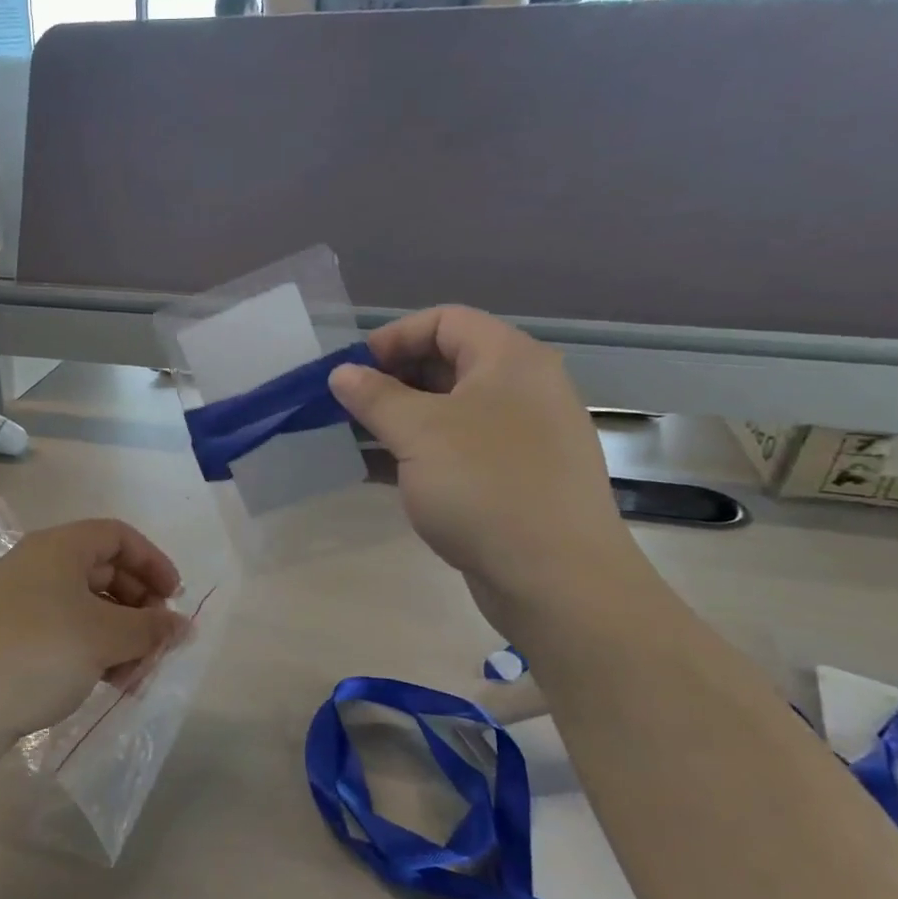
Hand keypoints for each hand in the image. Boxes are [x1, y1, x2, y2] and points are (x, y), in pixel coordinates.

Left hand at [0, 520, 193, 762]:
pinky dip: (92, 650)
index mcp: (57, 547)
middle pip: (104, 572)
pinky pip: (64, 630)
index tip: (175, 598)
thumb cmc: (39, 654)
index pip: (118, 536)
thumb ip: (151, 628)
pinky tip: (108, 684)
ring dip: (120, 637)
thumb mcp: (105, 638)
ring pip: (86, 607)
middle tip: (158, 643)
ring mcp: (18, 601)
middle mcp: (36, 565)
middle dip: (139, 608)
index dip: (153, 562)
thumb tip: (183, 626)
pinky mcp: (9, 636)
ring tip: (135, 677)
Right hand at [328, 306, 645, 628]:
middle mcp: (521, 389)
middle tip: (345, 406)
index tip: (351, 370)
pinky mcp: (511, 479)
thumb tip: (343, 373)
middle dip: (390, 380)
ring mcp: (519, 437)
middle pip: (447, 364)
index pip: (445, 321)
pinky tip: (377, 473)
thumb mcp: (418, 433)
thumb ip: (375, 396)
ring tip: (352, 438)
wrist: (554, 577)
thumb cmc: (485, 487)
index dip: (393, 337)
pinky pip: (456, 450)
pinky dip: (417, 453)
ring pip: (448, 412)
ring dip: (398, 420)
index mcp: (509, 360)